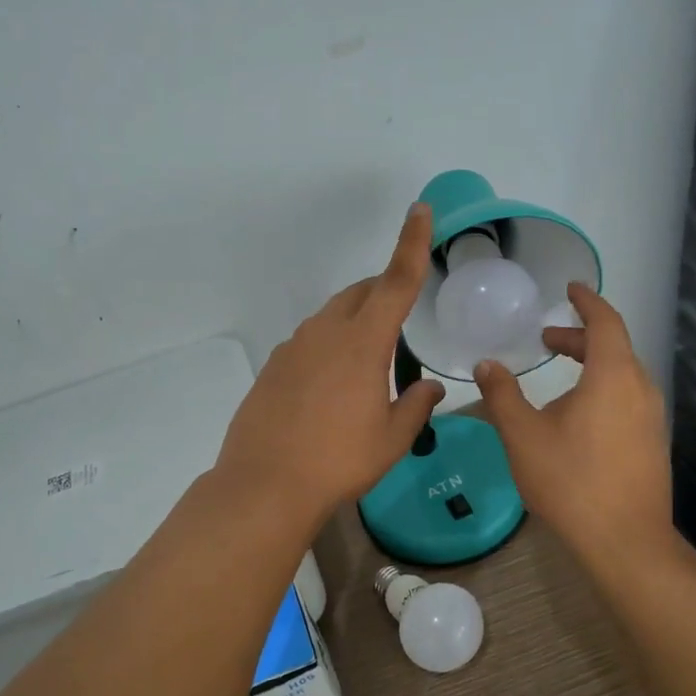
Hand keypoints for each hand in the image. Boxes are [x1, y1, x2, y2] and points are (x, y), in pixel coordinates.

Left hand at [215, 203, 446, 528]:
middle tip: (402, 317)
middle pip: (361, 294)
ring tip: (368, 362)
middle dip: (384, 292)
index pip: (396, 282)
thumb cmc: (339, 461)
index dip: (411, 244)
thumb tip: (430, 388)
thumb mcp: (391, 439)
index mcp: (363, 343)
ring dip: (355, 322)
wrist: (265, 485)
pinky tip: (331, 386)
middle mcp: (326, 333)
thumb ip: (417, 406)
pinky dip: (329, 346)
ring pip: (332, 316)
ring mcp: (294, 347)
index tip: (420, 210)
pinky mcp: (274, 366)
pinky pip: (309, 341)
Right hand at [473, 283, 672, 572]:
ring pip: (622, 375)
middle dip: (581, 337)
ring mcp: (652, 418)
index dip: (587, 301)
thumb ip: (502, 395)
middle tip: (548, 340)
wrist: (625, 541)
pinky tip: (579, 416)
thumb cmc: (570, 480)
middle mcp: (640, 388)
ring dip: (592, 365)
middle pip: (614, 347)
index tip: (570, 289)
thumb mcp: (523, 435)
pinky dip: (603, 389)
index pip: (605, 321)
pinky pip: (628, 399)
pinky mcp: (653, 443)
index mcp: (612, 375)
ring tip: (560, 376)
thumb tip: (486, 365)